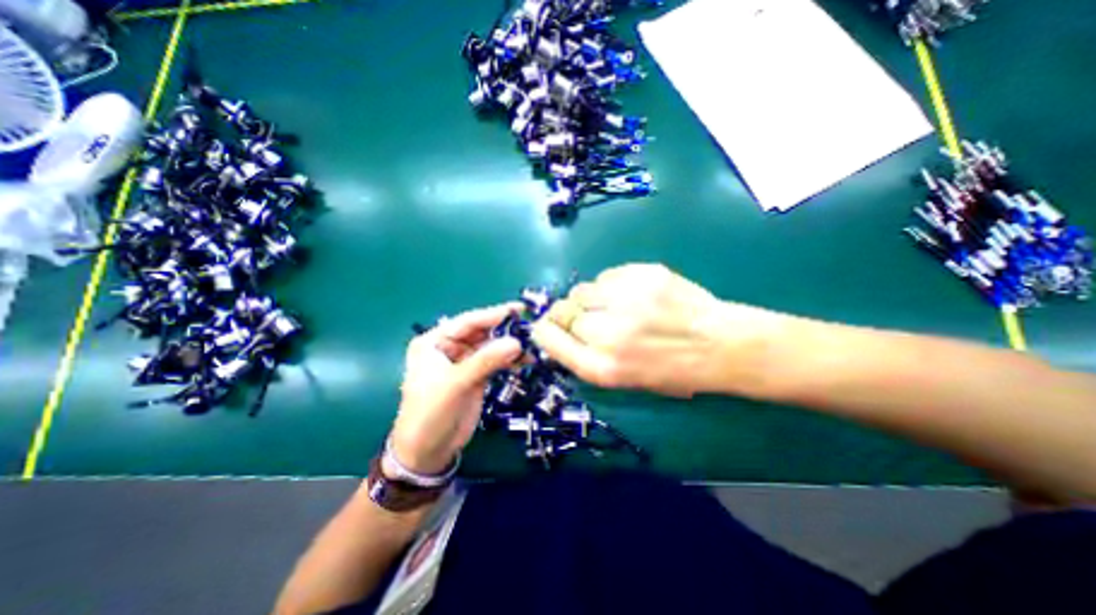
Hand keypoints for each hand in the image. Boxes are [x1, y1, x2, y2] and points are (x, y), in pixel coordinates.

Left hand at [392, 306, 524, 472]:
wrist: (428, 451)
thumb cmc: (431, 413)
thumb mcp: (455, 384)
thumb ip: (485, 361)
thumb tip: (516, 342)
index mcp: (435, 341)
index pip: (468, 322)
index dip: (493, 314)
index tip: (519, 309)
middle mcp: (450, 347)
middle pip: (482, 332)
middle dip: (505, 330)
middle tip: (531, 328)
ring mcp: (465, 361)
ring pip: (491, 346)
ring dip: (510, 345)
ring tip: (533, 345)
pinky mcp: (477, 375)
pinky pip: (496, 361)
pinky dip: (510, 360)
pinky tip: (526, 359)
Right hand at [533, 263, 782, 399]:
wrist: (719, 345)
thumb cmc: (672, 371)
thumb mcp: (624, 380)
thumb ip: (586, 358)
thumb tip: (558, 333)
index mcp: (604, 367)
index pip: (550, 340)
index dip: (544, 331)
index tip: (545, 326)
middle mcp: (609, 334)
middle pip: (564, 312)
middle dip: (568, 315)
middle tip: (587, 317)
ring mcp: (627, 300)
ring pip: (582, 290)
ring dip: (589, 299)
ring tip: (612, 305)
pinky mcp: (643, 275)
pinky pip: (606, 276)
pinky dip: (610, 286)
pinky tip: (632, 295)